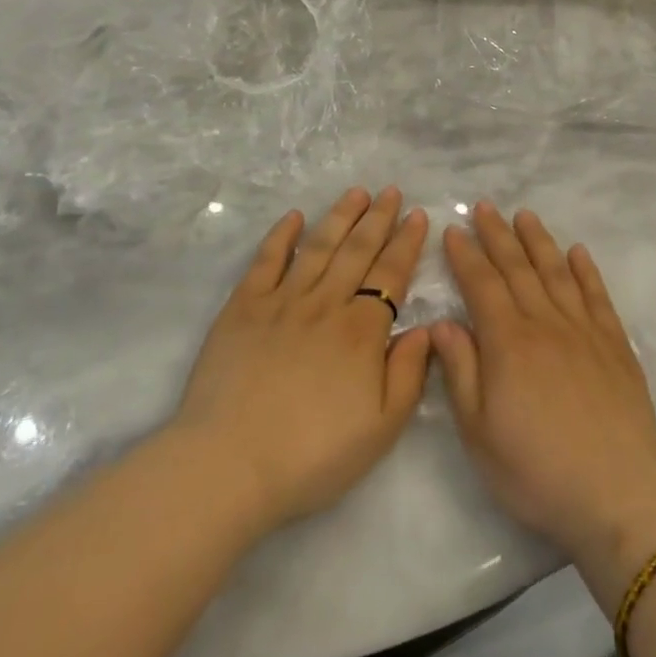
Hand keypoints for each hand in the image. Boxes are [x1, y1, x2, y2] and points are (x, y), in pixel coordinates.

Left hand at [173, 187, 431, 531]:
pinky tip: (293, 217)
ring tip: (356, 193)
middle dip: (378, 218)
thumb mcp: (381, 428)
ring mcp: (281, 301)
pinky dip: (281, 235)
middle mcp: (325, 304)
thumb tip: (426, 329)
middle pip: (357, 251)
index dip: (406, 243)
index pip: (391, 274)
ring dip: (339, 217)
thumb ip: (408, 374)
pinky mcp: (242, 307)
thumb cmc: (312, 455)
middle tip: (392, 191)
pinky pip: (266, 261)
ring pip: (318, 247)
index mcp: (361, 331)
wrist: (229, 465)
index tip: (418, 215)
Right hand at [431, 203, 655, 583]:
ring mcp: (584, 330)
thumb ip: (460, 371)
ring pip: (556, 272)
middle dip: (497, 235)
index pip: (482, 285)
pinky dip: (586, 270)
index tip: (454, 230)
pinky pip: (597, 295)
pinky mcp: (615, 344)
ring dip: (538, 241)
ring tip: (524, 215)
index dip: (466, 256)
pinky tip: (578, 251)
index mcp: (508, 343)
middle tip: (484, 207)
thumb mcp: (479, 432)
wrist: (617, 495)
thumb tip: (444, 323)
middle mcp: (545, 323)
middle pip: (517, 268)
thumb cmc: (536, 470)